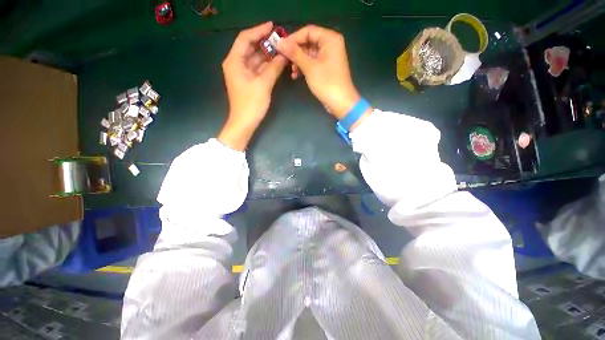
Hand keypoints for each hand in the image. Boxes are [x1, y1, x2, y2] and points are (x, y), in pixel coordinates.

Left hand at [219, 22, 287, 150]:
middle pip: (250, 48)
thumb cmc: (251, 104)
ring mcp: (242, 73)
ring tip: (282, 50)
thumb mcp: (263, 84)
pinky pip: (258, 69)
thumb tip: (284, 55)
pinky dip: (267, 66)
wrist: (245, 123)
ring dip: (267, 55)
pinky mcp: (248, 81)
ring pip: (255, 59)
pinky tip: (277, 63)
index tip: (273, 27)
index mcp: (235, 61)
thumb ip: (274, 68)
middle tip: (281, 40)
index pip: (245, 39)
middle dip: (265, 43)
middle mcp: (236, 64)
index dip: (259, 31)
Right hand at [277, 25, 370, 126]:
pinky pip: (312, 63)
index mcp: (330, 39)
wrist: (340, 103)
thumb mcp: (309, 67)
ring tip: (292, 71)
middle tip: (284, 60)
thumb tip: (279, 42)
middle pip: (308, 42)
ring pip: (309, 54)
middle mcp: (330, 45)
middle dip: (296, 52)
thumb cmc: (327, 83)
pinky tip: (296, 75)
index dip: (293, 38)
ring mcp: (329, 57)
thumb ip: (294, 53)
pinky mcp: (326, 68)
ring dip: (298, 62)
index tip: (281, 47)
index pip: (308, 31)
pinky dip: (304, 68)